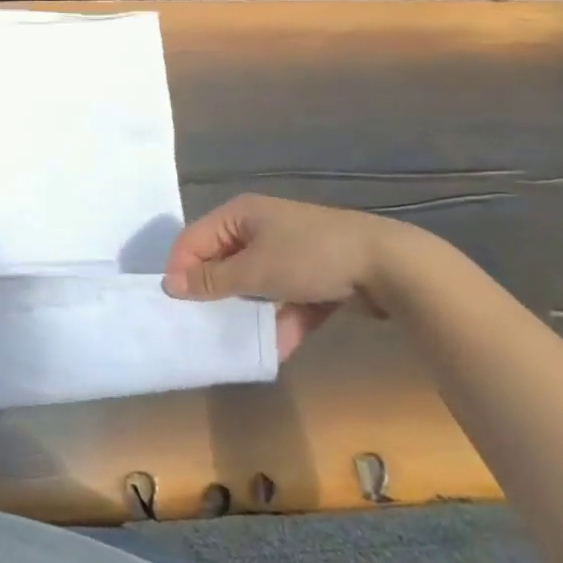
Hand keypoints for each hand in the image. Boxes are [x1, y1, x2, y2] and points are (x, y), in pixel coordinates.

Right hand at [162, 194, 419, 359]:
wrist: (391, 265)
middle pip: (223, 263)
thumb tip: (170, 285)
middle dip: (216, 295)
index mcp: (239, 214)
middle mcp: (261, 227)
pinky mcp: (315, 274)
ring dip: (250, 312)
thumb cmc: (310, 257)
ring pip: (256, 284)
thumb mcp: (255, 270)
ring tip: (239, 341)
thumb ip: (211, 280)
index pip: (193, 240)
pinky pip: (287, 298)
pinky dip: (282, 320)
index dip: (182, 270)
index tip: (177, 305)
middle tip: (203, 325)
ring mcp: (290, 251)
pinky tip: (279, 348)